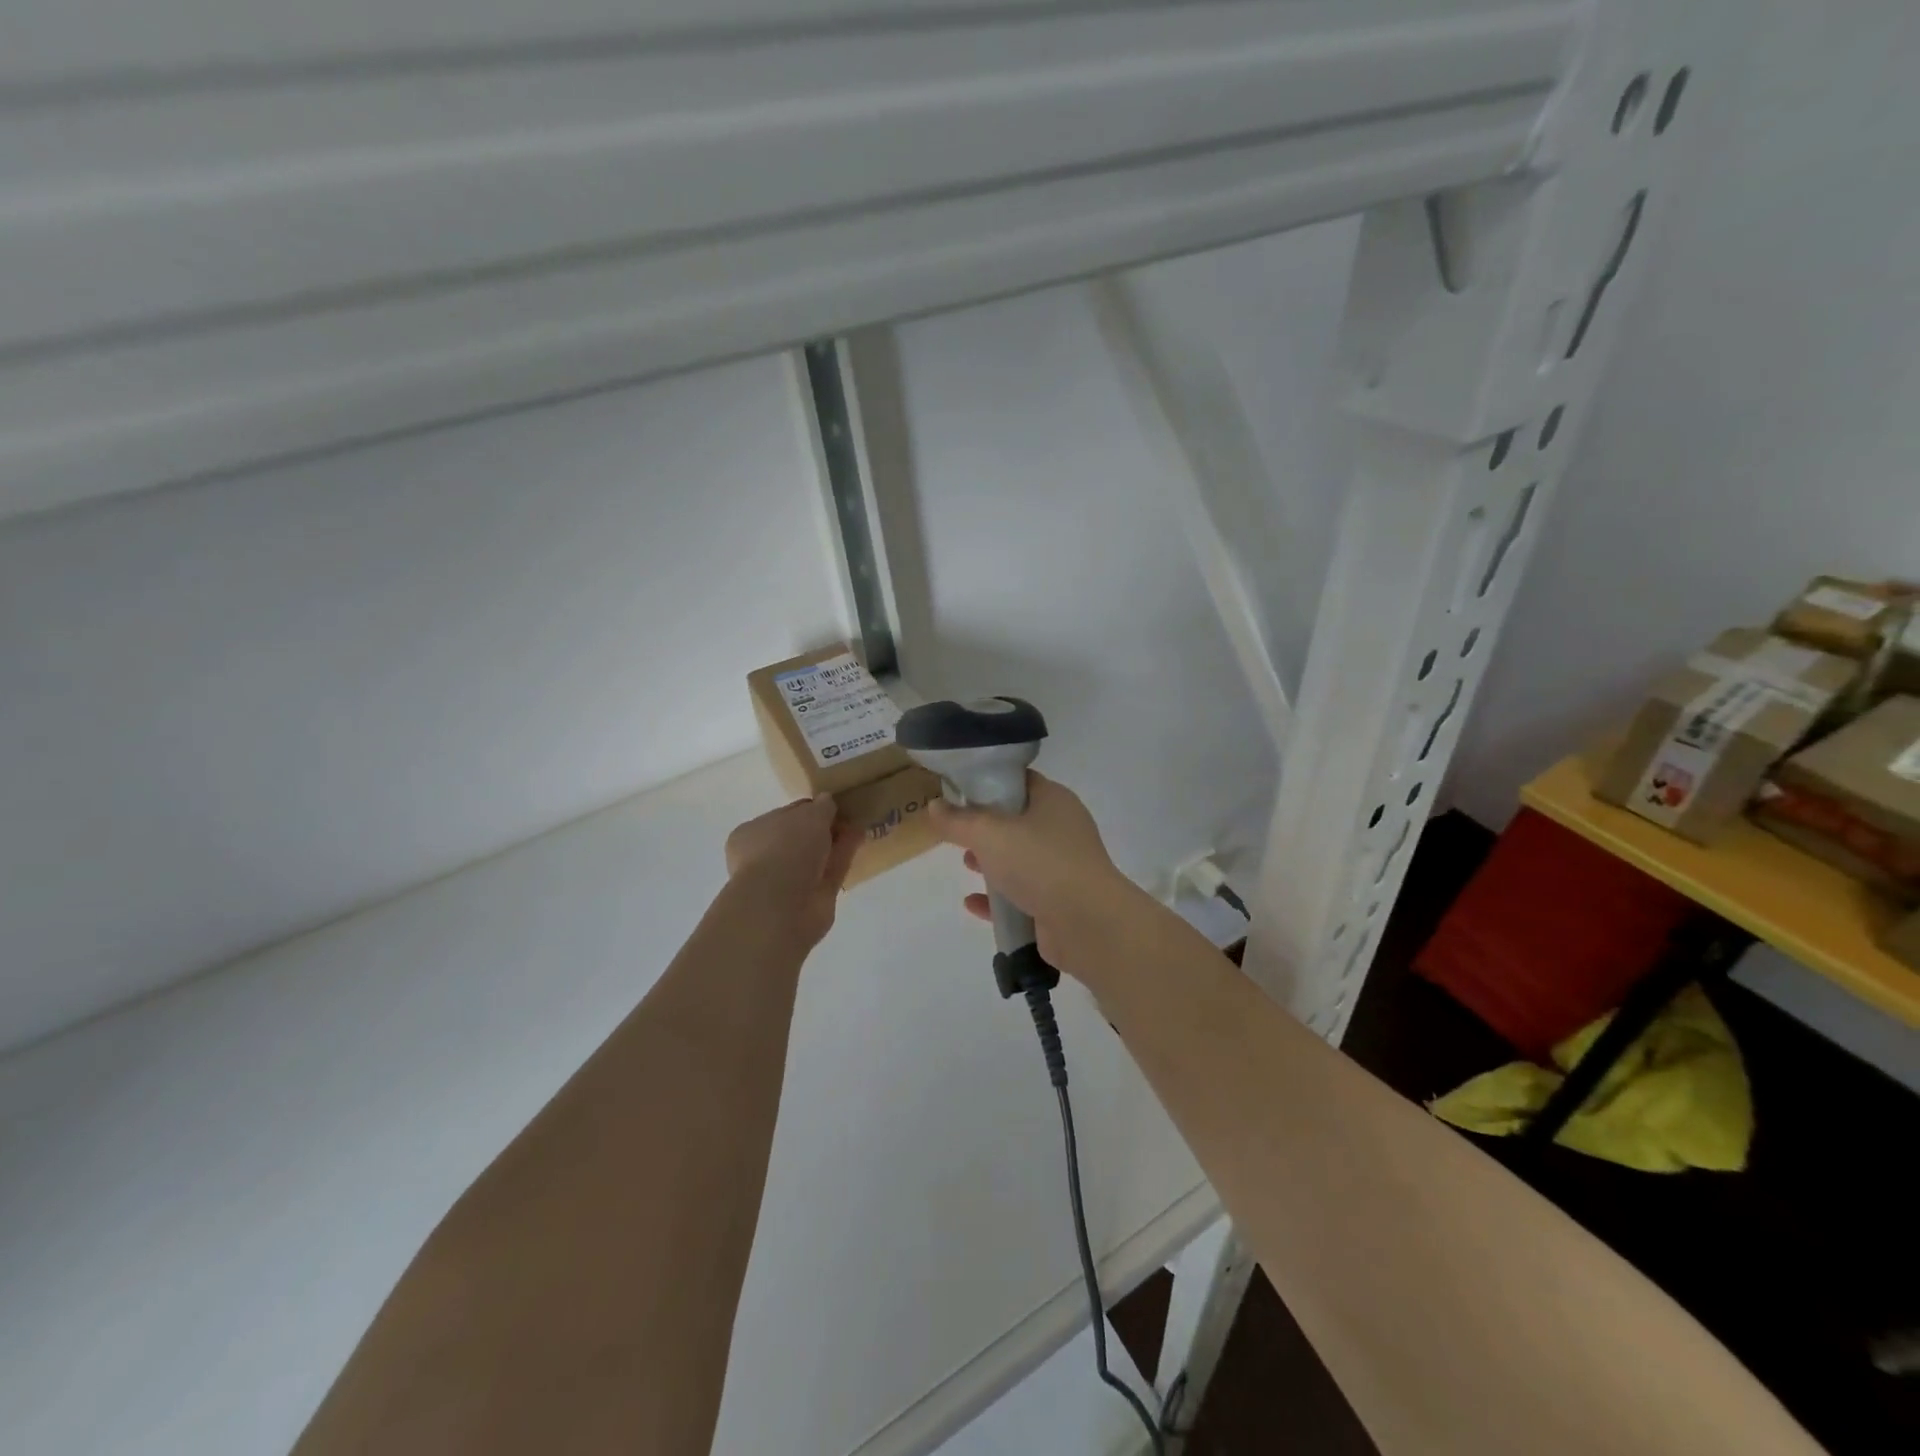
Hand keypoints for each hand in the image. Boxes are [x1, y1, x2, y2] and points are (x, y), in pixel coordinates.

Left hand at [724, 795, 860, 949]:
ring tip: (859, 824)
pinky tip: (860, 839)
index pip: (784, 815)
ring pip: (817, 855)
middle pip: (801, 837)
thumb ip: (821, 807)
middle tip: (849, 814)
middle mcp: (767, 856)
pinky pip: (830, 870)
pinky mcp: (811, 897)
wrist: (784, 905)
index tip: (830, 803)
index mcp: (753, 834)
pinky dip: (844, 855)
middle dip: (824, 827)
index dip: (808, 808)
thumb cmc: (786, 848)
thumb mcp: (809, 815)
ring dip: (836, 841)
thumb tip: (827, 801)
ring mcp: (789, 879)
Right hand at [927, 772, 1131, 976]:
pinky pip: (1021, 895)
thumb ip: (958, 820)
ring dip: (992, 862)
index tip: (957, 791)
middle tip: (957, 831)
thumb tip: (934, 806)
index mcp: (1054, 800)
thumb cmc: (1040, 863)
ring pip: (1020, 858)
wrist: (1087, 924)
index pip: (1019, 780)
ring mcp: (1063, 867)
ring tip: (965, 864)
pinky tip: (973, 903)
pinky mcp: (1058, 901)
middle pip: (1017, 820)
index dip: (988, 781)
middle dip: (985, 827)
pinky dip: (998, 897)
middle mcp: (1062, 829)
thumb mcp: (989, 834)